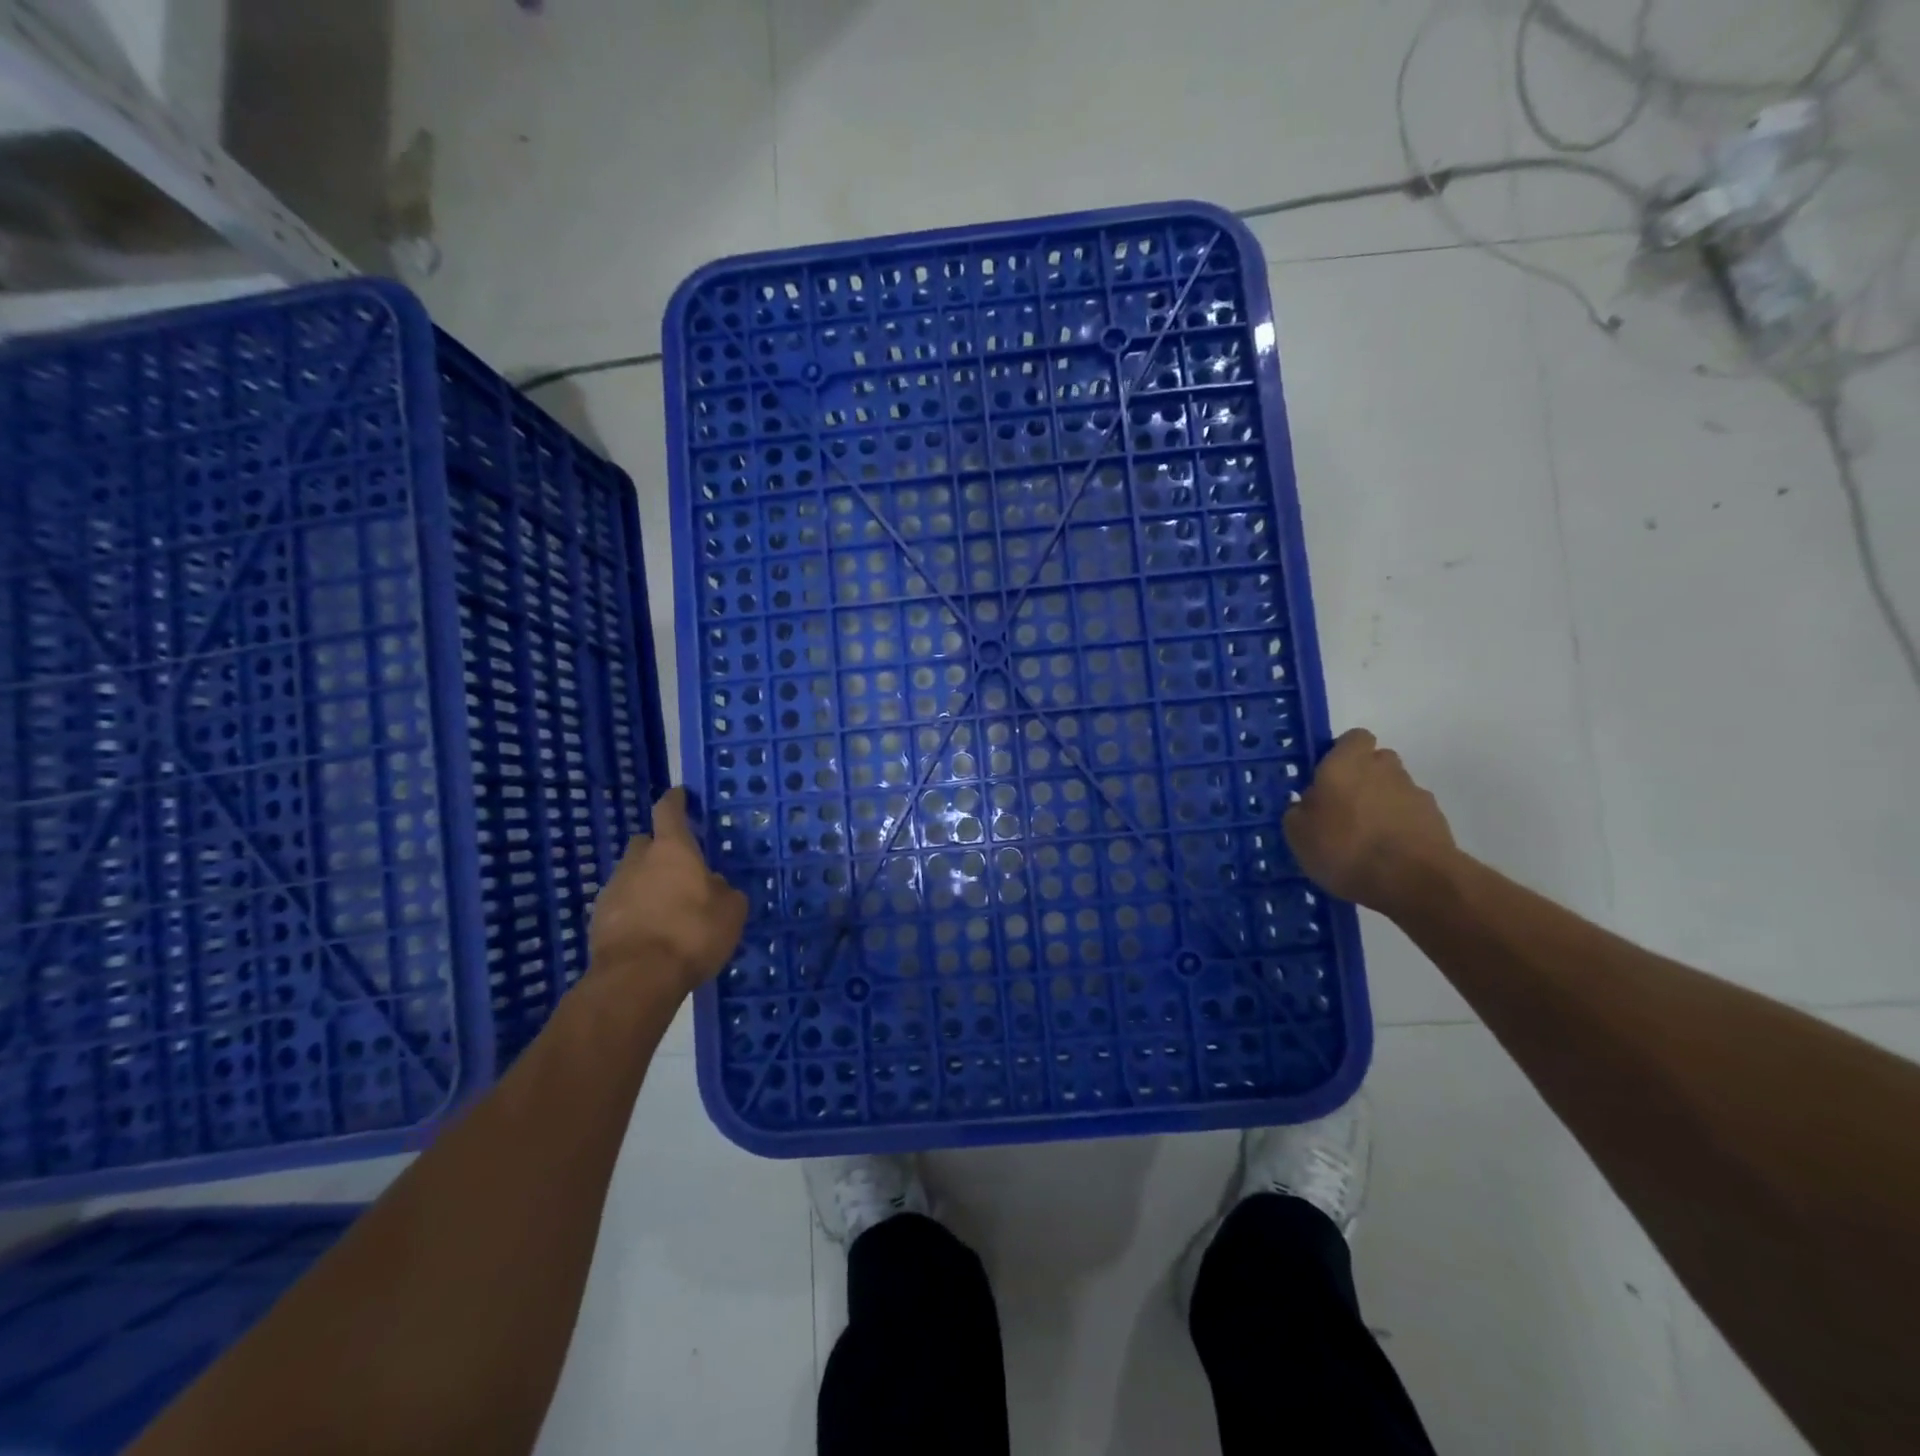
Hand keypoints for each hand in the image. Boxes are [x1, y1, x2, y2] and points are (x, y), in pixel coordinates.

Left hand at [588, 788, 748, 996]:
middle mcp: (638, 861)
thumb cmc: (692, 933)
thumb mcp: (730, 912)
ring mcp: (613, 889)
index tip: (679, 795)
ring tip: (667, 907)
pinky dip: (635, 910)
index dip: (675, 801)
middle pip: (646, 843)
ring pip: (632, 874)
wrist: (636, 979)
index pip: (669, 811)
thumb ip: (724, 891)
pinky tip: (650, 931)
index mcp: (673, 850)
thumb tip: (714, 885)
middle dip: (660, 850)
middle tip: (680, 868)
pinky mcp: (598, 919)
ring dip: (647, 883)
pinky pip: (622, 904)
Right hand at [1283, 729, 1457, 914]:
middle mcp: (1383, 768)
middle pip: (1376, 761)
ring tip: (1367, 837)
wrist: (1414, 881)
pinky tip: (1388, 853)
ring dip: (1382, 803)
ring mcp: (1414, 792)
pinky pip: (1411, 814)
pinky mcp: (1437, 819)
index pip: (1352, 738)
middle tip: (1343, 807)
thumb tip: (1307, 805)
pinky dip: (1401, 826)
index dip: (1341, 753)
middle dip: (1363, 777)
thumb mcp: (1298, 834)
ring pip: (1395, 787)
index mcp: (1345, 763)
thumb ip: (1300, 811)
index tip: (1327, 777)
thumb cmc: (1344, 848)